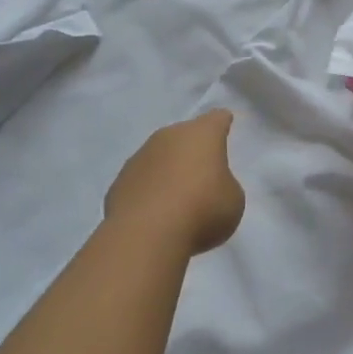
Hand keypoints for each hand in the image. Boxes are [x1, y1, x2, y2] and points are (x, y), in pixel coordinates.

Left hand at [104, 109, 246, 256]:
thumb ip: (225, 186)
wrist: (146, 234)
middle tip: (203, 172)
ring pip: (160, 157)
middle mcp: (169, 136)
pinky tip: (155, 213)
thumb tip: (210, 187)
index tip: (225, 124)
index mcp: (202, 134)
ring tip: (178, 198)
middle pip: (185, 136)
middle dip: (193, 150)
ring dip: (169, 170)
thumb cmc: (202, 210)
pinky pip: (142, 181)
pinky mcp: (119, 181)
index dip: (222, 123)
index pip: (216, 119)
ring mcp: (140, 156)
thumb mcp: (233, 200)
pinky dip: (149, 191)